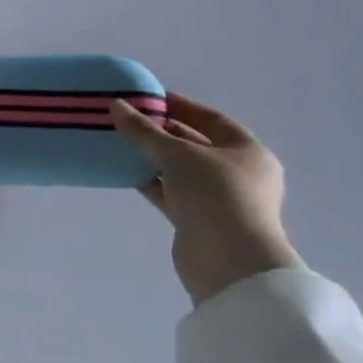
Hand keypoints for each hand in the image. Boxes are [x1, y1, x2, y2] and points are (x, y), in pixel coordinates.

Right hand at [113, 93, 303, 305]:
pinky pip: (170, 192)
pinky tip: (124, 170)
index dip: (179, 105)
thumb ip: (144, 131)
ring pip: (179, 169)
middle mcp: (237, 174)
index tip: (146, 97)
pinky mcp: (198, 221)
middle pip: (194, 143)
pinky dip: (150, 181)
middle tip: (126, 117)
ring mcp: (218, 199)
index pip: (210, 118)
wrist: (229, 265)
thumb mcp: (177, 154)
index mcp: (247, 152)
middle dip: (161, 131)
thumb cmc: (215, 195)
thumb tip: (115, 105)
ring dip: (152, 157)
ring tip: (118, 140)